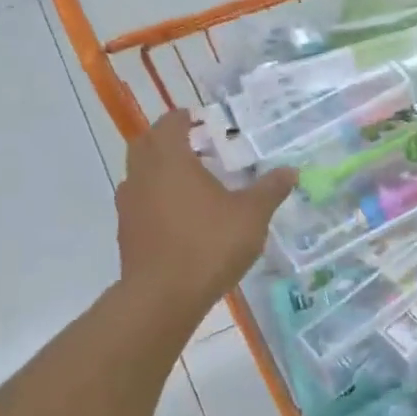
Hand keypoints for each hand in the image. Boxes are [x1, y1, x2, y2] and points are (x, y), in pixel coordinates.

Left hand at [116, 110, 295, 320]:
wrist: (162, 296)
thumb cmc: (208, 244)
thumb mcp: (251, 215)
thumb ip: (270, 190)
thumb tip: (290, 170)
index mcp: (169, 158)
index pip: (170, 123)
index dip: (185, 118)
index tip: (201, 121)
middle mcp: (141, 174)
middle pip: (147, 144)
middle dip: (169, 141)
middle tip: (197, 148)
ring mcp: (128, 204)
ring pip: (140, 174)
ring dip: (160, 171)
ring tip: (191, 183)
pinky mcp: (126, 232)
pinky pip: (140, 203)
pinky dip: (156, 200)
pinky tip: (181, 218)